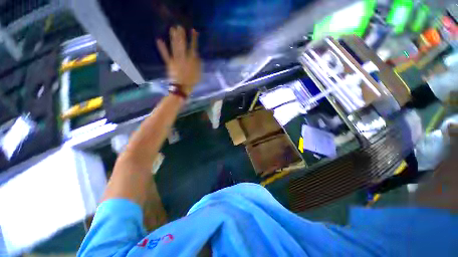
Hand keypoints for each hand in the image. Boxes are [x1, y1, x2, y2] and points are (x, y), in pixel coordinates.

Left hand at [156, 26, 200, 94]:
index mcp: (191, 61)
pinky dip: (162, 48)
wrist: (182, 88)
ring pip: (174, 48)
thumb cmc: (192, 82)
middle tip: (179, 27)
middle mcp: (183, 58)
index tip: (194, 31)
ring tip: (172, 29)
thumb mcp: (199, 74)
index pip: (193, 48)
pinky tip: (159, 40)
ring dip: (173, 38)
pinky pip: (165, 55)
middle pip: (182, 46)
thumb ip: (198, 64)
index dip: (193, 39)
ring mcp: (175, 60)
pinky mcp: (169, 64)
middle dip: (181, 36)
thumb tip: (197, 55)